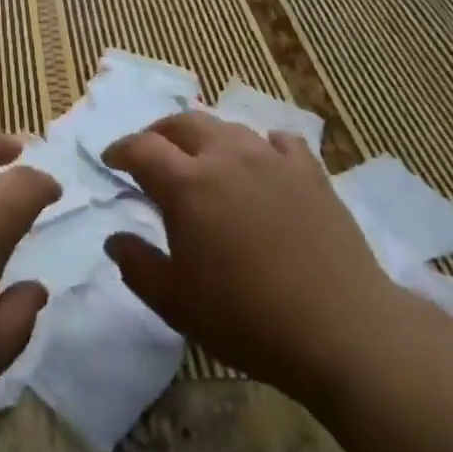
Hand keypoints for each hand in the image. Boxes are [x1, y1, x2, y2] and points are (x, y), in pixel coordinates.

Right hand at [102, 111, 394, 407]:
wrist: (341, 328)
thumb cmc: (247, 318)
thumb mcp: (176, 303)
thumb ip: (138, 266)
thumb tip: (115, 239)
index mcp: (187, 184)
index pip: (142, 148)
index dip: (120, 150)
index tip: (111, 161)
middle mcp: (226, 156)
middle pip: (184, 123)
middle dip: (159, 133)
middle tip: (151, 152)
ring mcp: (271, 158)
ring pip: (228, 127)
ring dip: (206, 137)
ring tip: (203, 159)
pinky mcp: (310, 171)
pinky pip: (278, 141)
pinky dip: (260, 146)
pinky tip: (262, 164)